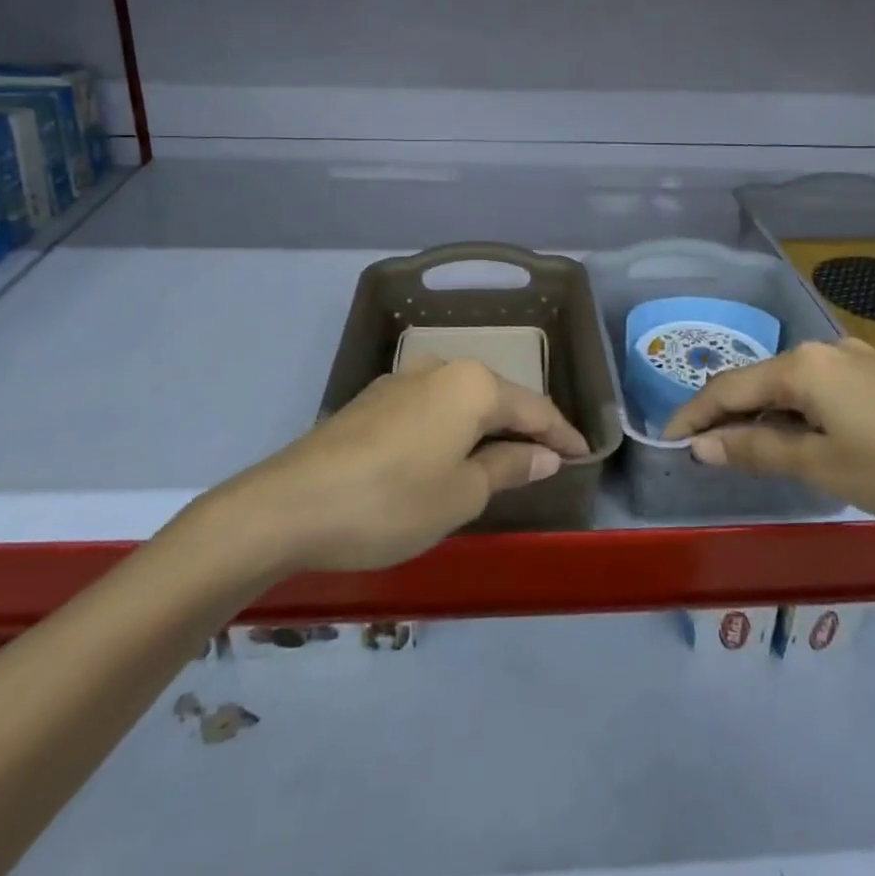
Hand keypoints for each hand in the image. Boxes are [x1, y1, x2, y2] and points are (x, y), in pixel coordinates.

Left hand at [224, 359, 588, 572]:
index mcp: (471, 386)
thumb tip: (545, 455)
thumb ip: (508, 468)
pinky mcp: (373, 400)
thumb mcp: (461, 495)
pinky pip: (431, 409)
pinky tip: (448, 454)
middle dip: (525, 427)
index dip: (562, 434)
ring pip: (462, 401)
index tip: (585, 455)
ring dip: (486, 428)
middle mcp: (440, 370)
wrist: (289, 505)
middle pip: (498, 398)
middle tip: (549, 459)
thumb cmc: (391, 502)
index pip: (534, 408)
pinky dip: (452, 430)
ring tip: (503, 458)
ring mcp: (402, 381)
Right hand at [663, 339, 874, 533]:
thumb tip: (702, 446)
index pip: (729, 388)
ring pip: (789, 387)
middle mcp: (824, 349)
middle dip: (726, 416)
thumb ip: (756, 451)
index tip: (666, 440)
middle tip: (702, 452)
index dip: (693, 415)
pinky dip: (796, 415)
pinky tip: (798, 441)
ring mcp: (856, 359)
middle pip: (758, 382)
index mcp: (803, 365)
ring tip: (745, 452)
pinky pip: (819, 391)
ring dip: (762, 418)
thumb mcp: (822, 466)